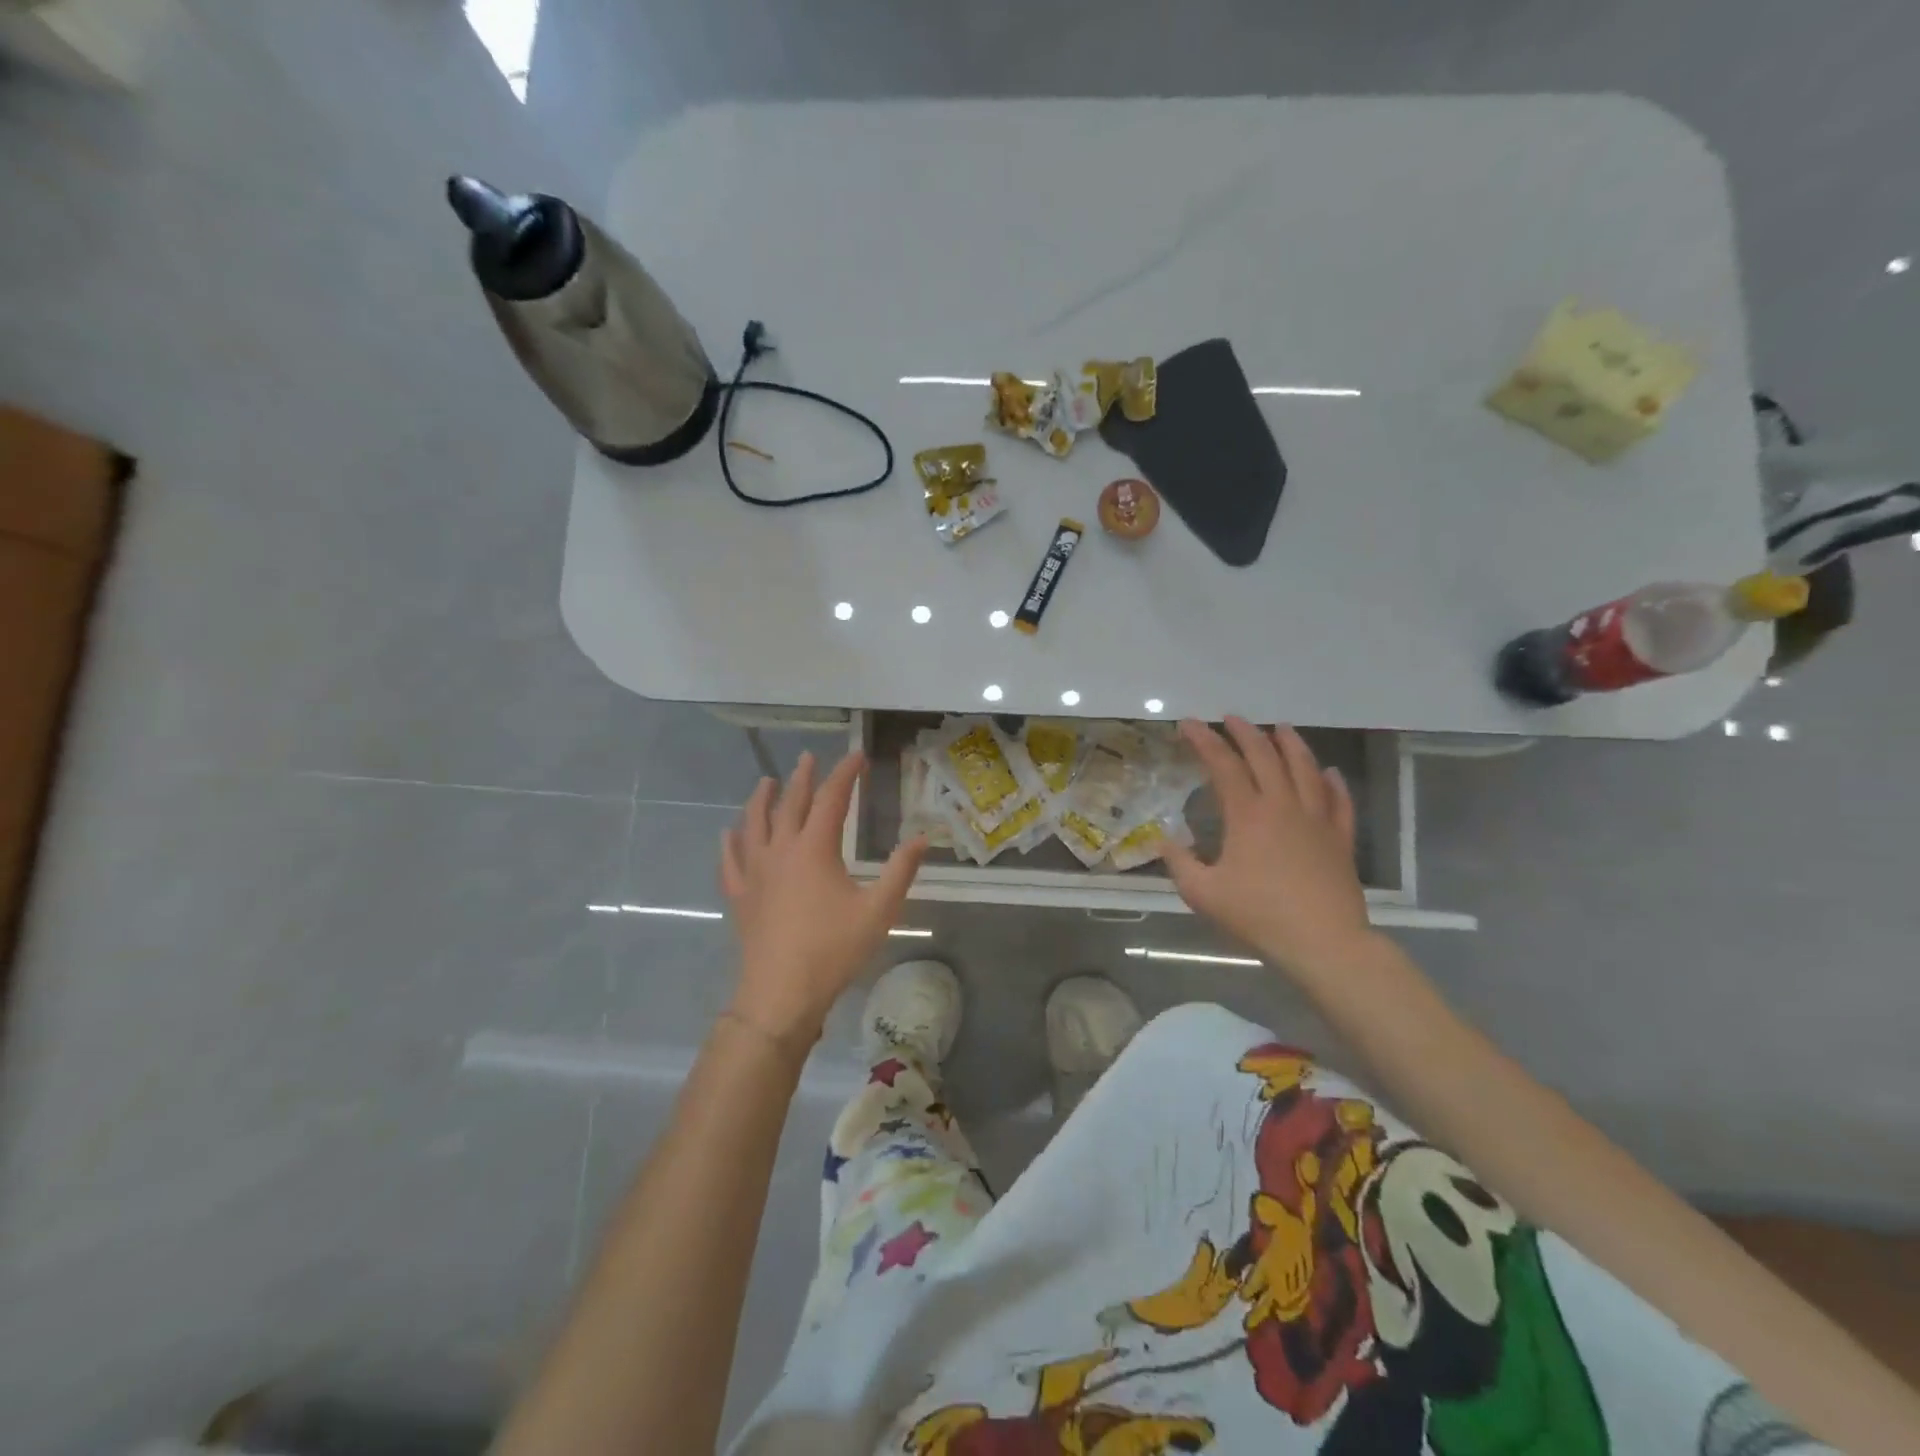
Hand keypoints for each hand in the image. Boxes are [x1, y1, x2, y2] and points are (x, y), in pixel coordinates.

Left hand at [720, 750, 925, 1044]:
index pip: (831, 798)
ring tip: (767, 782)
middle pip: (790, 803)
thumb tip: (921, 838)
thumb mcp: (878, 910)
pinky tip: (729, 833)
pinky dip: (731, 841)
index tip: (857, 756)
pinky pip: (731, 860)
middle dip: (802, 778)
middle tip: (808, 758)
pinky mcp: (741, 895)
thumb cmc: (833, 949)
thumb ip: (901, 871)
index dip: (845, 774)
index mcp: (815, 848)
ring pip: (754, 824)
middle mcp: (781, 850)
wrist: (781, 993)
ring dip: (762, 799)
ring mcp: (755, 872)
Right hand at [1162, 719, 1371, 973]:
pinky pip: (1339, 801)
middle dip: (1246, 733)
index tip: (1190, 724)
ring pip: (1306, 770)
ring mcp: (1317, 820)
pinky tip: (1329, 773)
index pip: (1223, 765)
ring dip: (1291, 745)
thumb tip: (1164, 839)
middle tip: (1232, 718)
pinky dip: (1333, 783)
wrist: (1323, 942)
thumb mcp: (1202, 893)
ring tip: (1281, 728)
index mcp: (1248, 815)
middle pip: (1265, 757)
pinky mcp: (1341, 839)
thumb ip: (1179, 862)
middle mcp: (1284, 806)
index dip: (1205, 740)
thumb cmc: (1258, 915)